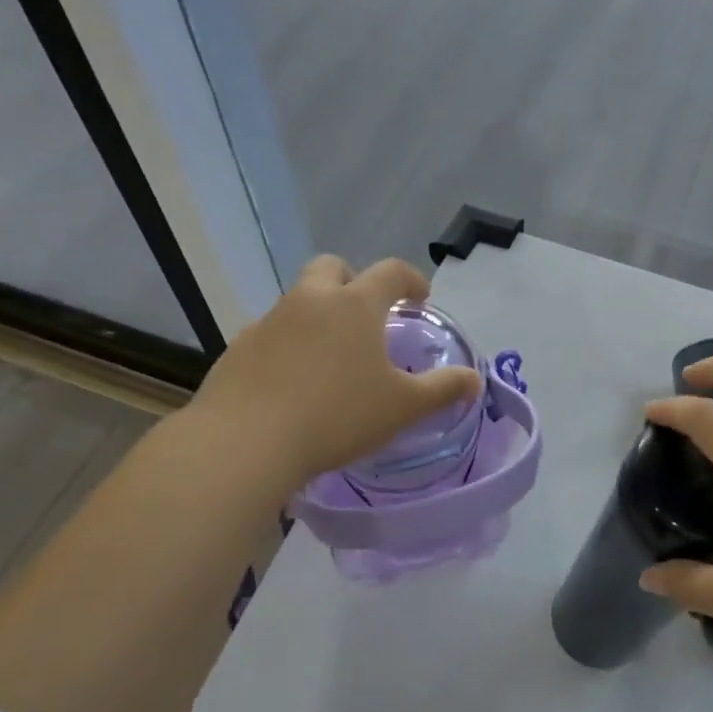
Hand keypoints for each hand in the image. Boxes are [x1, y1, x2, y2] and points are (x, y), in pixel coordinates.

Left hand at [183, 256, 481, 490]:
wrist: (245, 443)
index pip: (390, 272)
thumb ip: (443, 389)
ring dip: (319, 315)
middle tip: (368, 316)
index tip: (420, 298)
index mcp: (354, 304)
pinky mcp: (238, 349)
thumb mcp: (403, 407)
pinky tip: (295, 385)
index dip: (411, 280)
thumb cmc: (337, 416)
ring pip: (299, 301)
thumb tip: (474, 380)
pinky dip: (289, 347)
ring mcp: (269, 322)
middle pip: (332, 268)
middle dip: (353, 281)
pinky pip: (272, 335)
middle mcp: (309, 300)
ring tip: (333, 359)